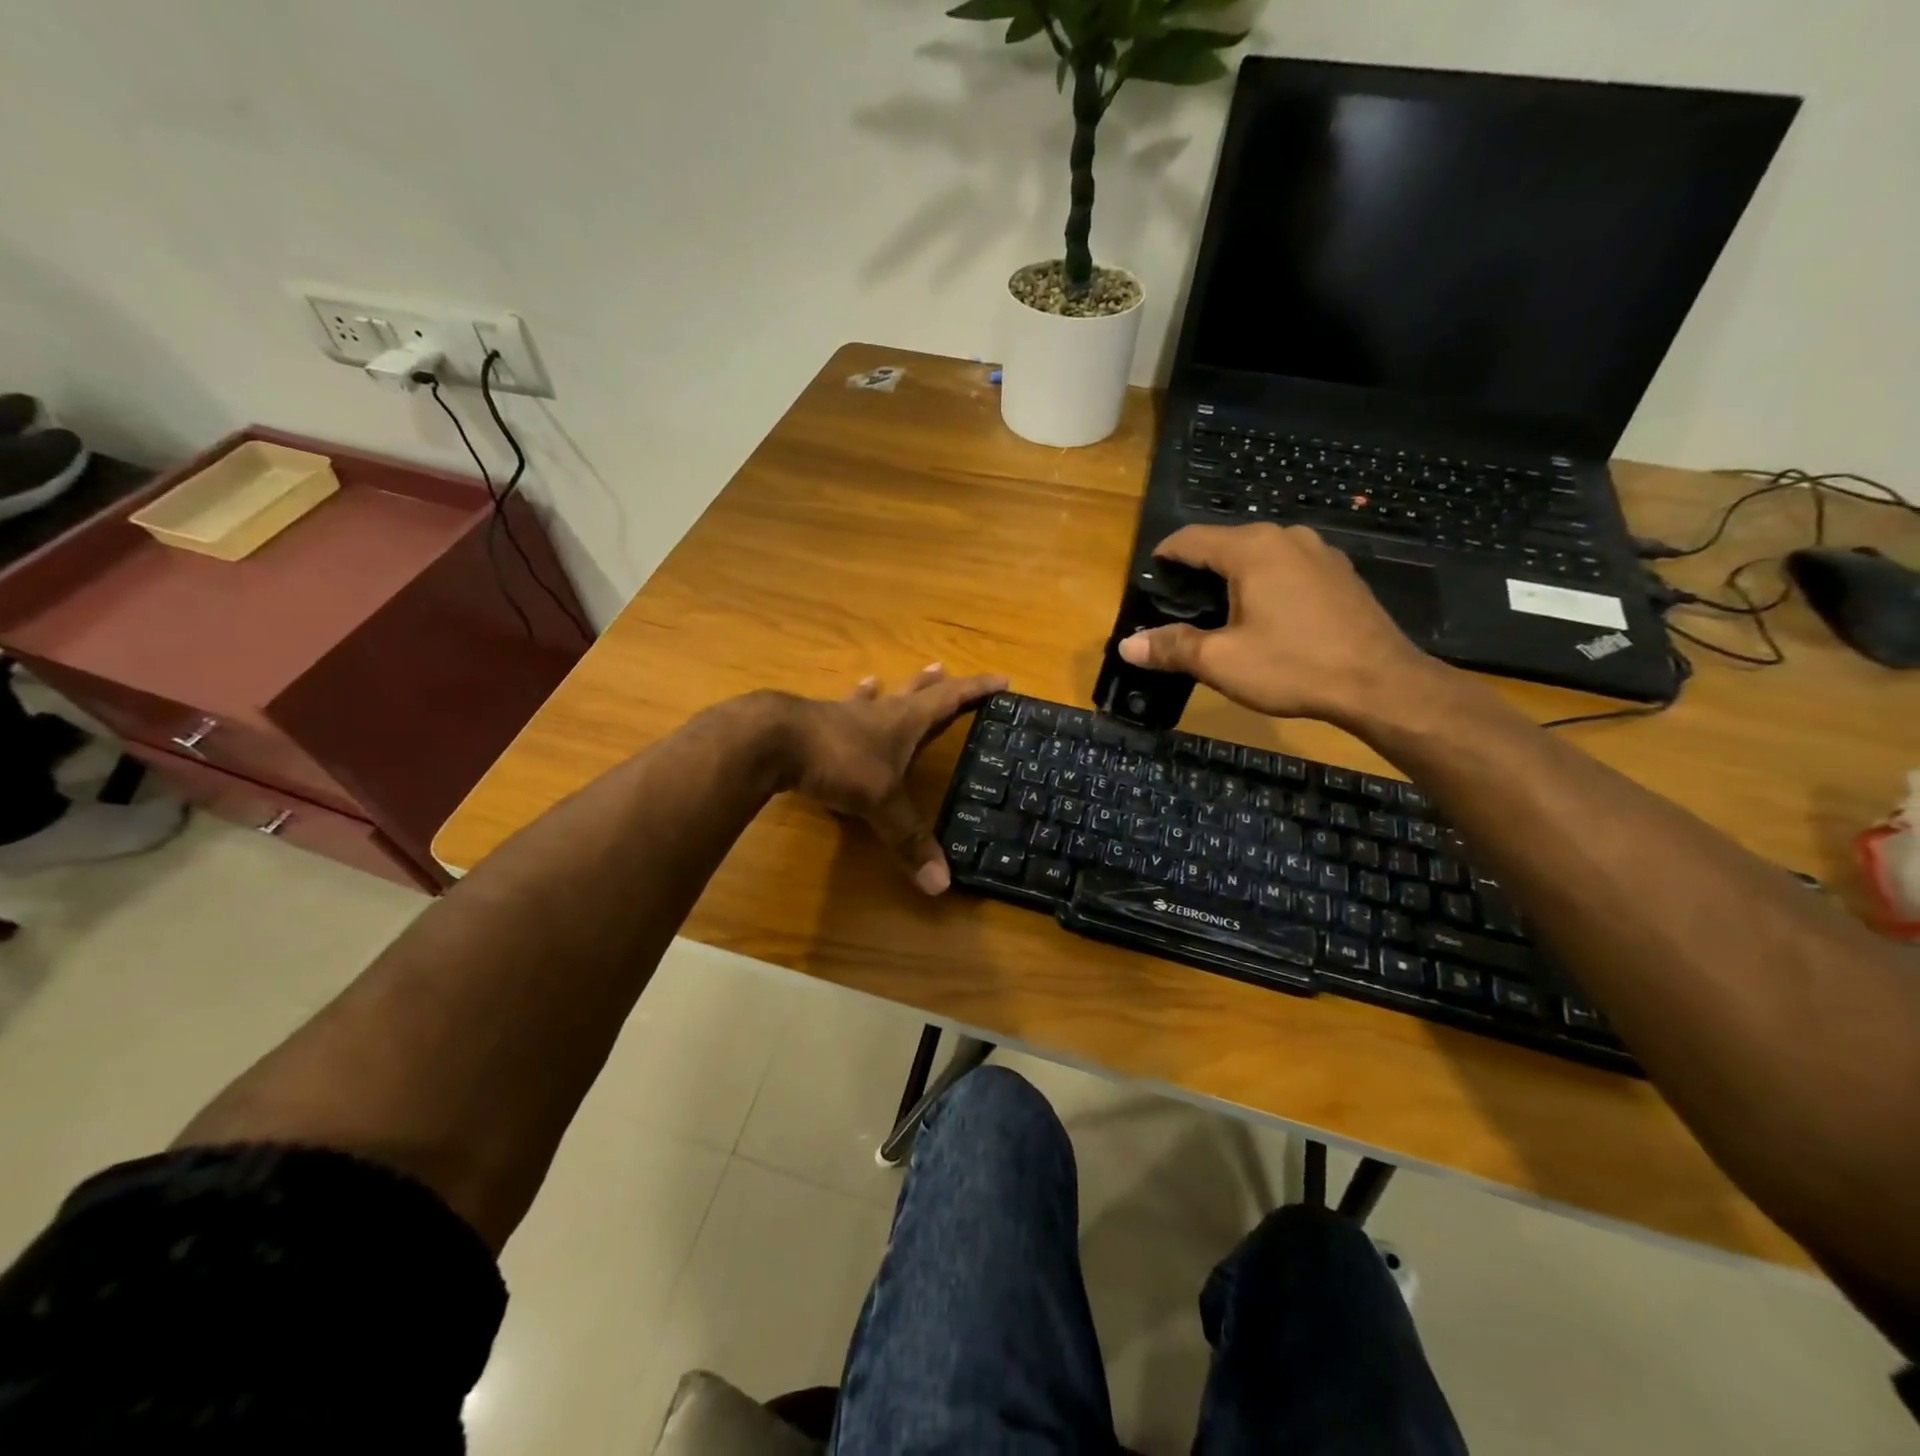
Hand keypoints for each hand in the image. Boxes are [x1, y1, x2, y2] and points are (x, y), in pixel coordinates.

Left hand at [785, 665, 1007, 894]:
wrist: (774, 742)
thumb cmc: (839, 762)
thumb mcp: (881, 803)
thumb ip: (909, 840)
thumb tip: (942, 885)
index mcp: (905, 722)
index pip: (950, 699)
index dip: (976, 689)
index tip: (1001, 679)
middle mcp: (881, 713)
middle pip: (915, 692)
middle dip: (935, 685)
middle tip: (945, 670)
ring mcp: (846, 715)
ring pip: (876, 698)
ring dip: (889, 690)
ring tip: (887, 680)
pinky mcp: (817, 724)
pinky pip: (843, 712)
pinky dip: (852, 705)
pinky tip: (847, 698)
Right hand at [1117, 523, 1435, 724]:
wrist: (1381, 684)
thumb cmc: (1293, 666)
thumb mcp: (1221, 662)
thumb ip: (1171, 647)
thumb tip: (1127, 645)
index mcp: (1252, 549)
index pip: (1191, 538)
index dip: (1163, 557)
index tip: (1148, 582)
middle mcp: (1286, 537)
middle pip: (1225, 543)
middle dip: (1198, 570)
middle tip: (1179, 606)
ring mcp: (1319, 552)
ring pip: (1260, 555)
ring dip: (1234, 576)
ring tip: (1219, 612)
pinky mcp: (1340, 573)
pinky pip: (1288, 568)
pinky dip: (1266, 583)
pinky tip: (1266, 617)